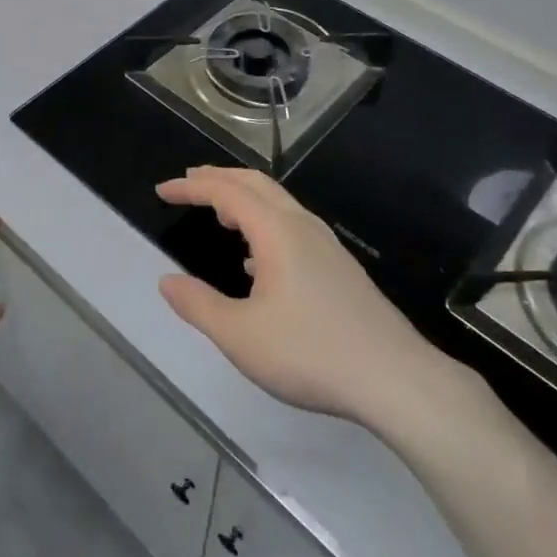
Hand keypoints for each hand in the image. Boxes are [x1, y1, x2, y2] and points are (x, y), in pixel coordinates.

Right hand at [157, 167, 477, 429]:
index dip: (191, 187)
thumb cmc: (310, 352)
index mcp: (276, 231)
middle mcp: (302, 226)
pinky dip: (264, 224)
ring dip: (244, 199)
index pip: (226, 191)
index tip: (162, 190)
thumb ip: (199, 305)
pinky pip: (292, 227)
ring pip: (278, 204)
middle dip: (219, 178)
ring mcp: (326, 246)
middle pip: (256, 184)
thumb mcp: (240, 336)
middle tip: (188, 182)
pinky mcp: (339, 268)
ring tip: (219, 215)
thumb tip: (167, 281)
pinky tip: (257, 261)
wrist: (394, 378)